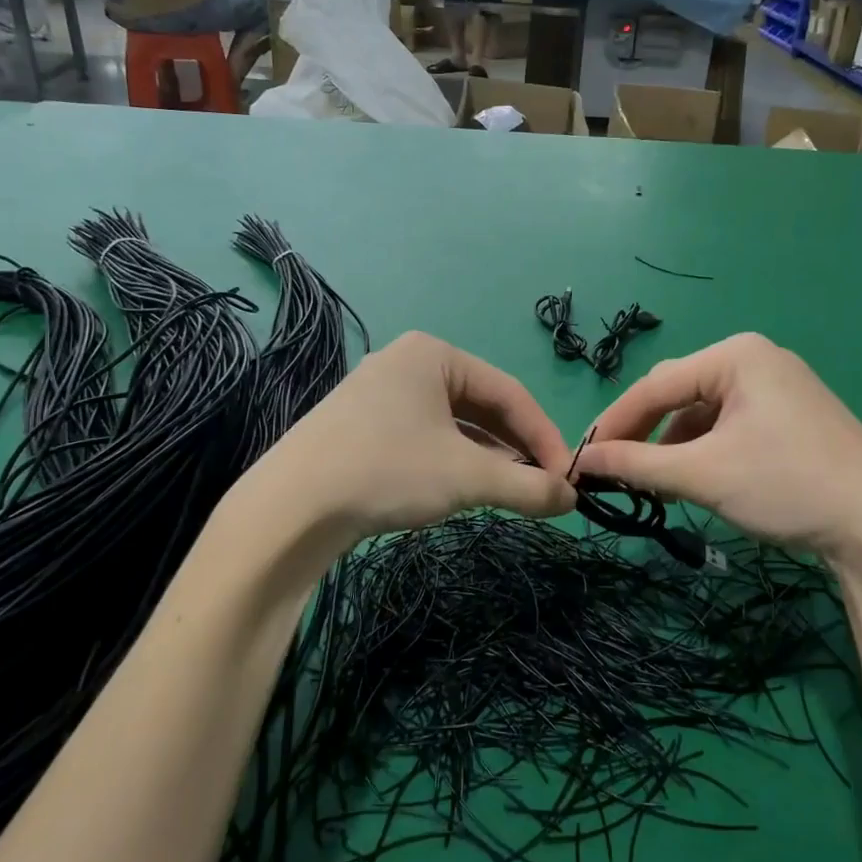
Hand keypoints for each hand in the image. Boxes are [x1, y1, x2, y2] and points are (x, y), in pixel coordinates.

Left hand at [245, 331, 575, 552]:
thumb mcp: (467, 477)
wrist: (290, 508)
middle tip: (543, 487)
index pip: (509, 391)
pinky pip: (424, 438)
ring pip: (452, 425)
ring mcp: (378, 395)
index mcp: (433, 354)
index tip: (567, 478)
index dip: (544, 436)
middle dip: (515, 448)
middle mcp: (405, 364)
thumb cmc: (388, 470)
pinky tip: (465, 490)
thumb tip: (571, 498)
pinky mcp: (360, 427)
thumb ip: (527, 485)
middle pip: (480, 406)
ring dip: (487, 458)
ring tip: (511, 493)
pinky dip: (453, 462)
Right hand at [570, 333, 861, 580]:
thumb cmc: (786, 484)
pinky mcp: (791, 415)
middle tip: (612, 468)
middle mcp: (755, 359)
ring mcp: (778, 386)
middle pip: (679, 392)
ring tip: (652, 482)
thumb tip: (582, 463)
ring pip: (703, 411)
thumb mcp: (701, 474)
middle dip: (644, 432)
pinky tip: (694, 477)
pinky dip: (703, 449)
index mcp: (735, 355)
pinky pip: (729, 423)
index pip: (655, 384)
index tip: (582, 457)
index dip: (614, 422)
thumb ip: (636, 464)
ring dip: (672, 444)